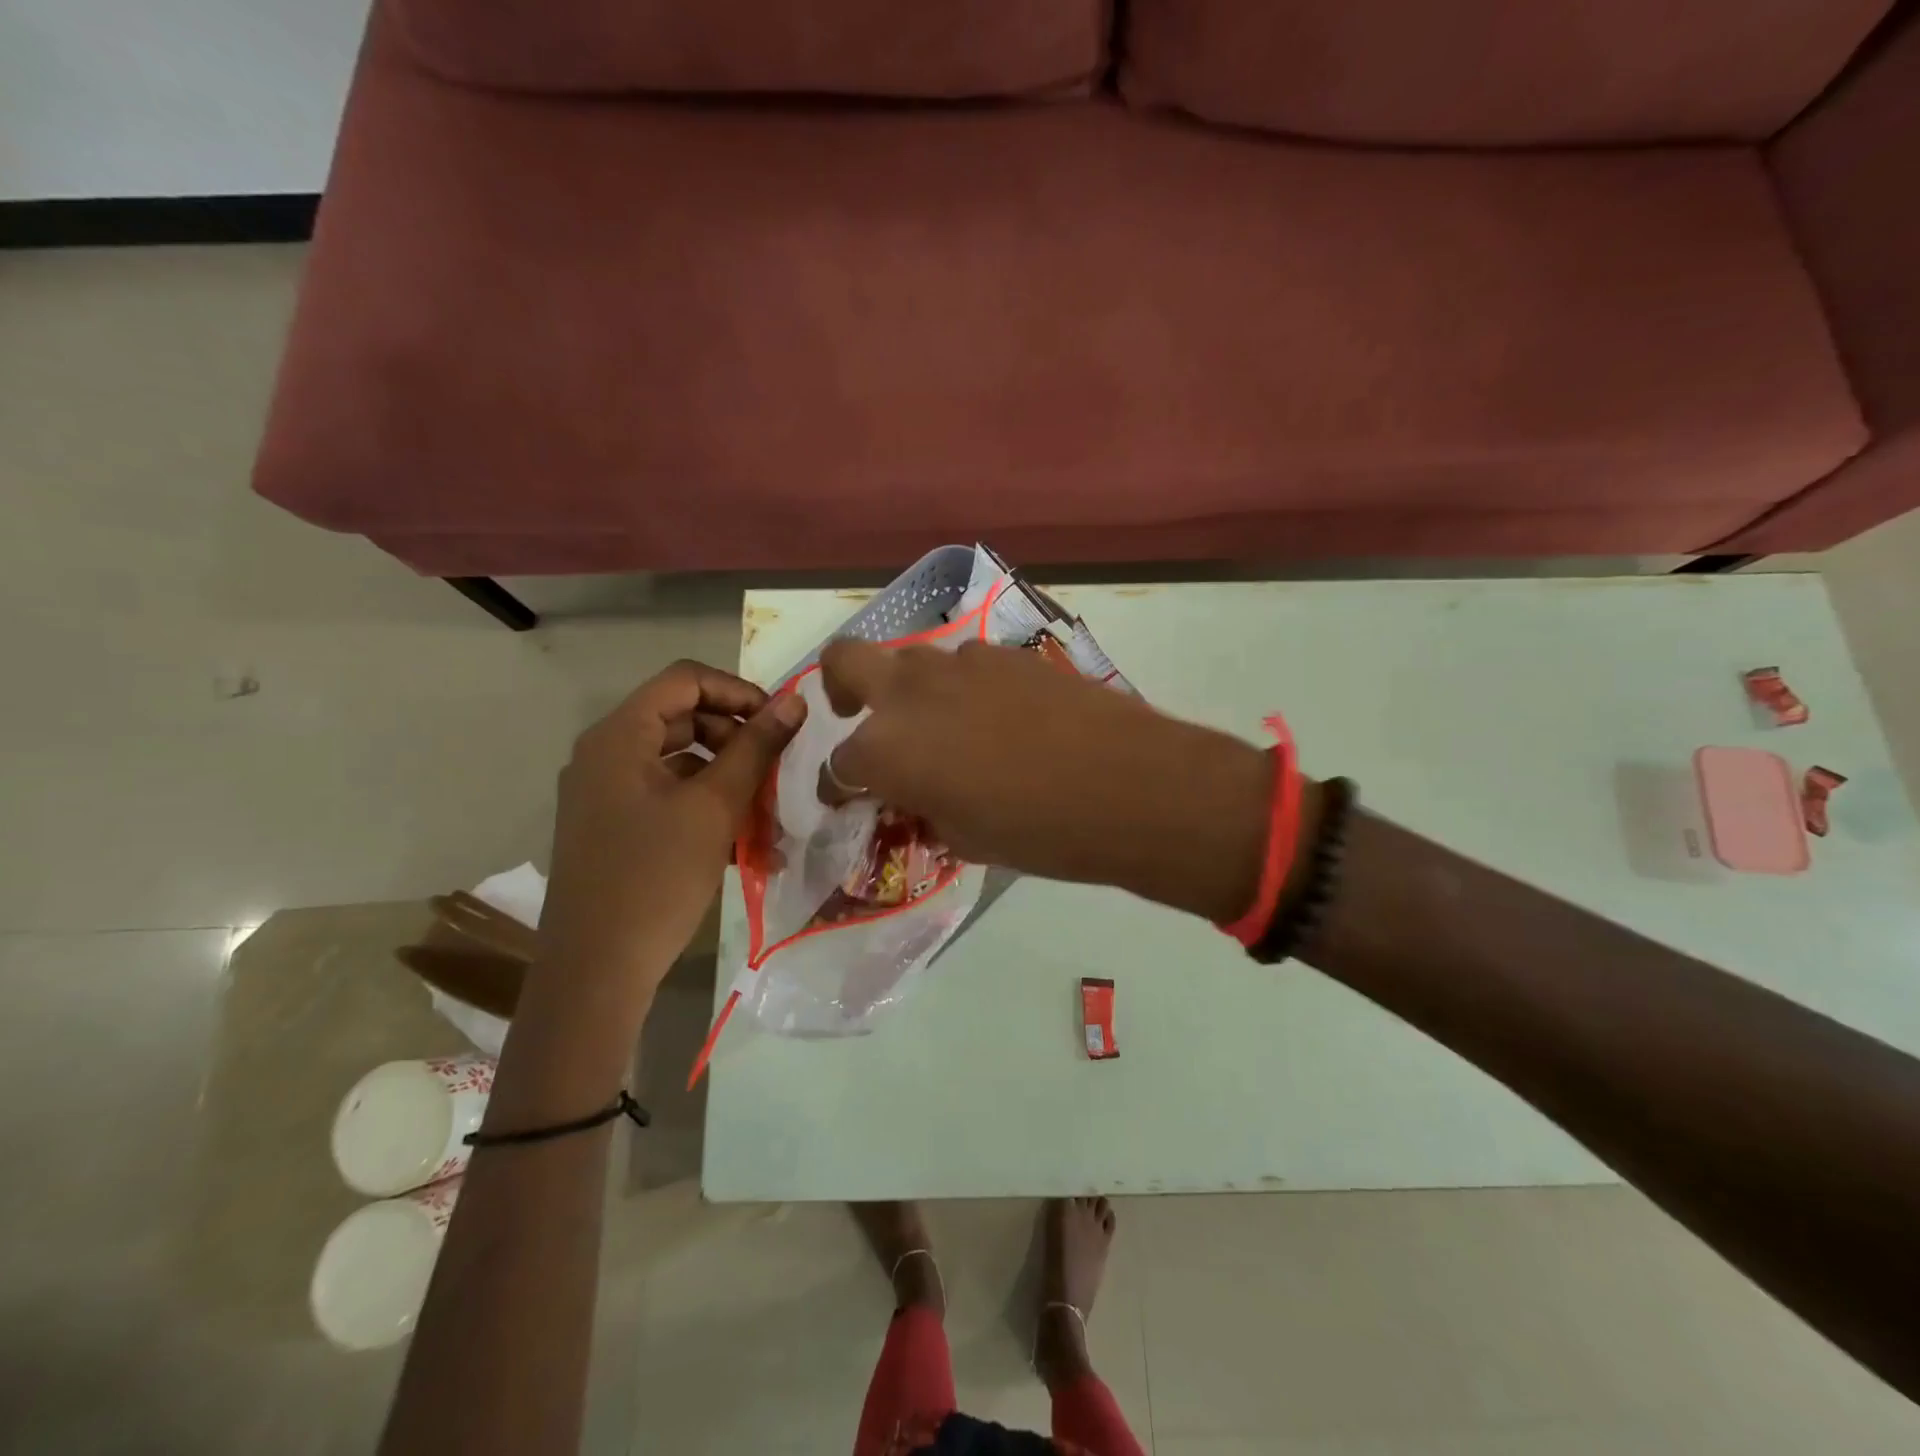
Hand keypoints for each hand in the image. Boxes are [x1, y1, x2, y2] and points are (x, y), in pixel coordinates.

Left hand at [537, 660, 806, 1007]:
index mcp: (619, 736)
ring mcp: (605, 792)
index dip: (738, 691)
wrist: (596, 969)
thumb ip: (755, 748)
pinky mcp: (613, 826)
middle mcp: (605, 754)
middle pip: (681, 718)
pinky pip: (666, 795)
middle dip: (736, 736)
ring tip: (768, 808)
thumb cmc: (656, 877)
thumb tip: (793, 701)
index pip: (685, 680)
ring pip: (678, 760)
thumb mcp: (715, 807)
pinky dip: (705, 805)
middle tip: (777, 766)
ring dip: (727, 775)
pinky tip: (744, 839)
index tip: (780, 721)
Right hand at [816, 640, 1276, 922]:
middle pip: (845, 661)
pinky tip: (998, 718)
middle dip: (840, 689)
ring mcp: (960, 663)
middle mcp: (910, 693)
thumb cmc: (1038, 831)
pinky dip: (963, 688)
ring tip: (948, 729)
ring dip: (913, 691)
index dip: (840, 785)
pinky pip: (966, 665)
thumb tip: (918, 796)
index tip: (851, 797)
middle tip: (860, 716)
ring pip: (913, 662)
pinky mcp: (1007, 653)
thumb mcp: (965, 837)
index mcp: (887, 749)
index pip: (839, 765)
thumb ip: (925, 809)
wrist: (1127, 785)